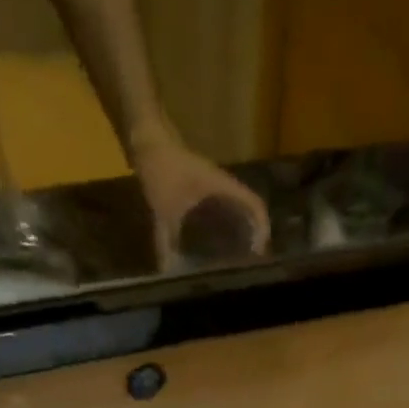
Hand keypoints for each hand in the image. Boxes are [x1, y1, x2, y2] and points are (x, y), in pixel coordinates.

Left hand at [129, 129, 270, 268]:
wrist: (146, 137)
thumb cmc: (161, 167)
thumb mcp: (162, 209)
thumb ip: (165, 240)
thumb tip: (167, 270)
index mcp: (222, 186)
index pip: (254, 204)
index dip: (262, 227)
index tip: (260, 252)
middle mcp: (223, 185)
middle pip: (249, 209)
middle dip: (254, 234)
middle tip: (252, 260)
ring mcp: (213, 185)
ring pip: (236, 208)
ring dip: (241, 228)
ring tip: (239, 255)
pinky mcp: (202, 188)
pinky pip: (221, 208)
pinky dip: (223, 224)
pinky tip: (214, 243)